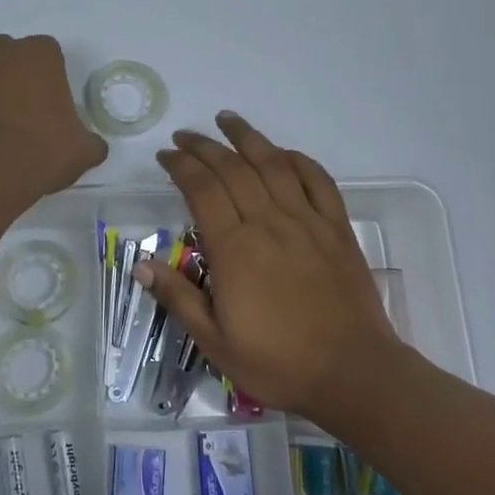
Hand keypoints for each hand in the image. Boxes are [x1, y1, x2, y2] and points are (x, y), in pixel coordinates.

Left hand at [0, 35, 107, 203]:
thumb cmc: (41, 152)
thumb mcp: (83, 150)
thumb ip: (90, 140)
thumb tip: (91, 145)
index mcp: (38, 55)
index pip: (49, 53)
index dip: (52, 77)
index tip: (54, 105)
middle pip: (11, 57)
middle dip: (18, 77)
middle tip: (27, 113)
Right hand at [138, 112, 411, 427]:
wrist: (353, 374)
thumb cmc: (278, 362)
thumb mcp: (215, 341)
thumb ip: (178, 298)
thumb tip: (140, 264)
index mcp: (234, 248)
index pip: (201, 190)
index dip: (181, 166)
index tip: (166, 156)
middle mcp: (268, 223)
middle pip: (232, 169)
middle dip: (204, 146)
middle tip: (185, 136)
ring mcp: (307, 221)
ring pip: (273, 164)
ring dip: (248, 138)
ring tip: (227, 119)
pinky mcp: (336, 228)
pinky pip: (318, 181)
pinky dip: (298, 160)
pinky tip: (283, 153)